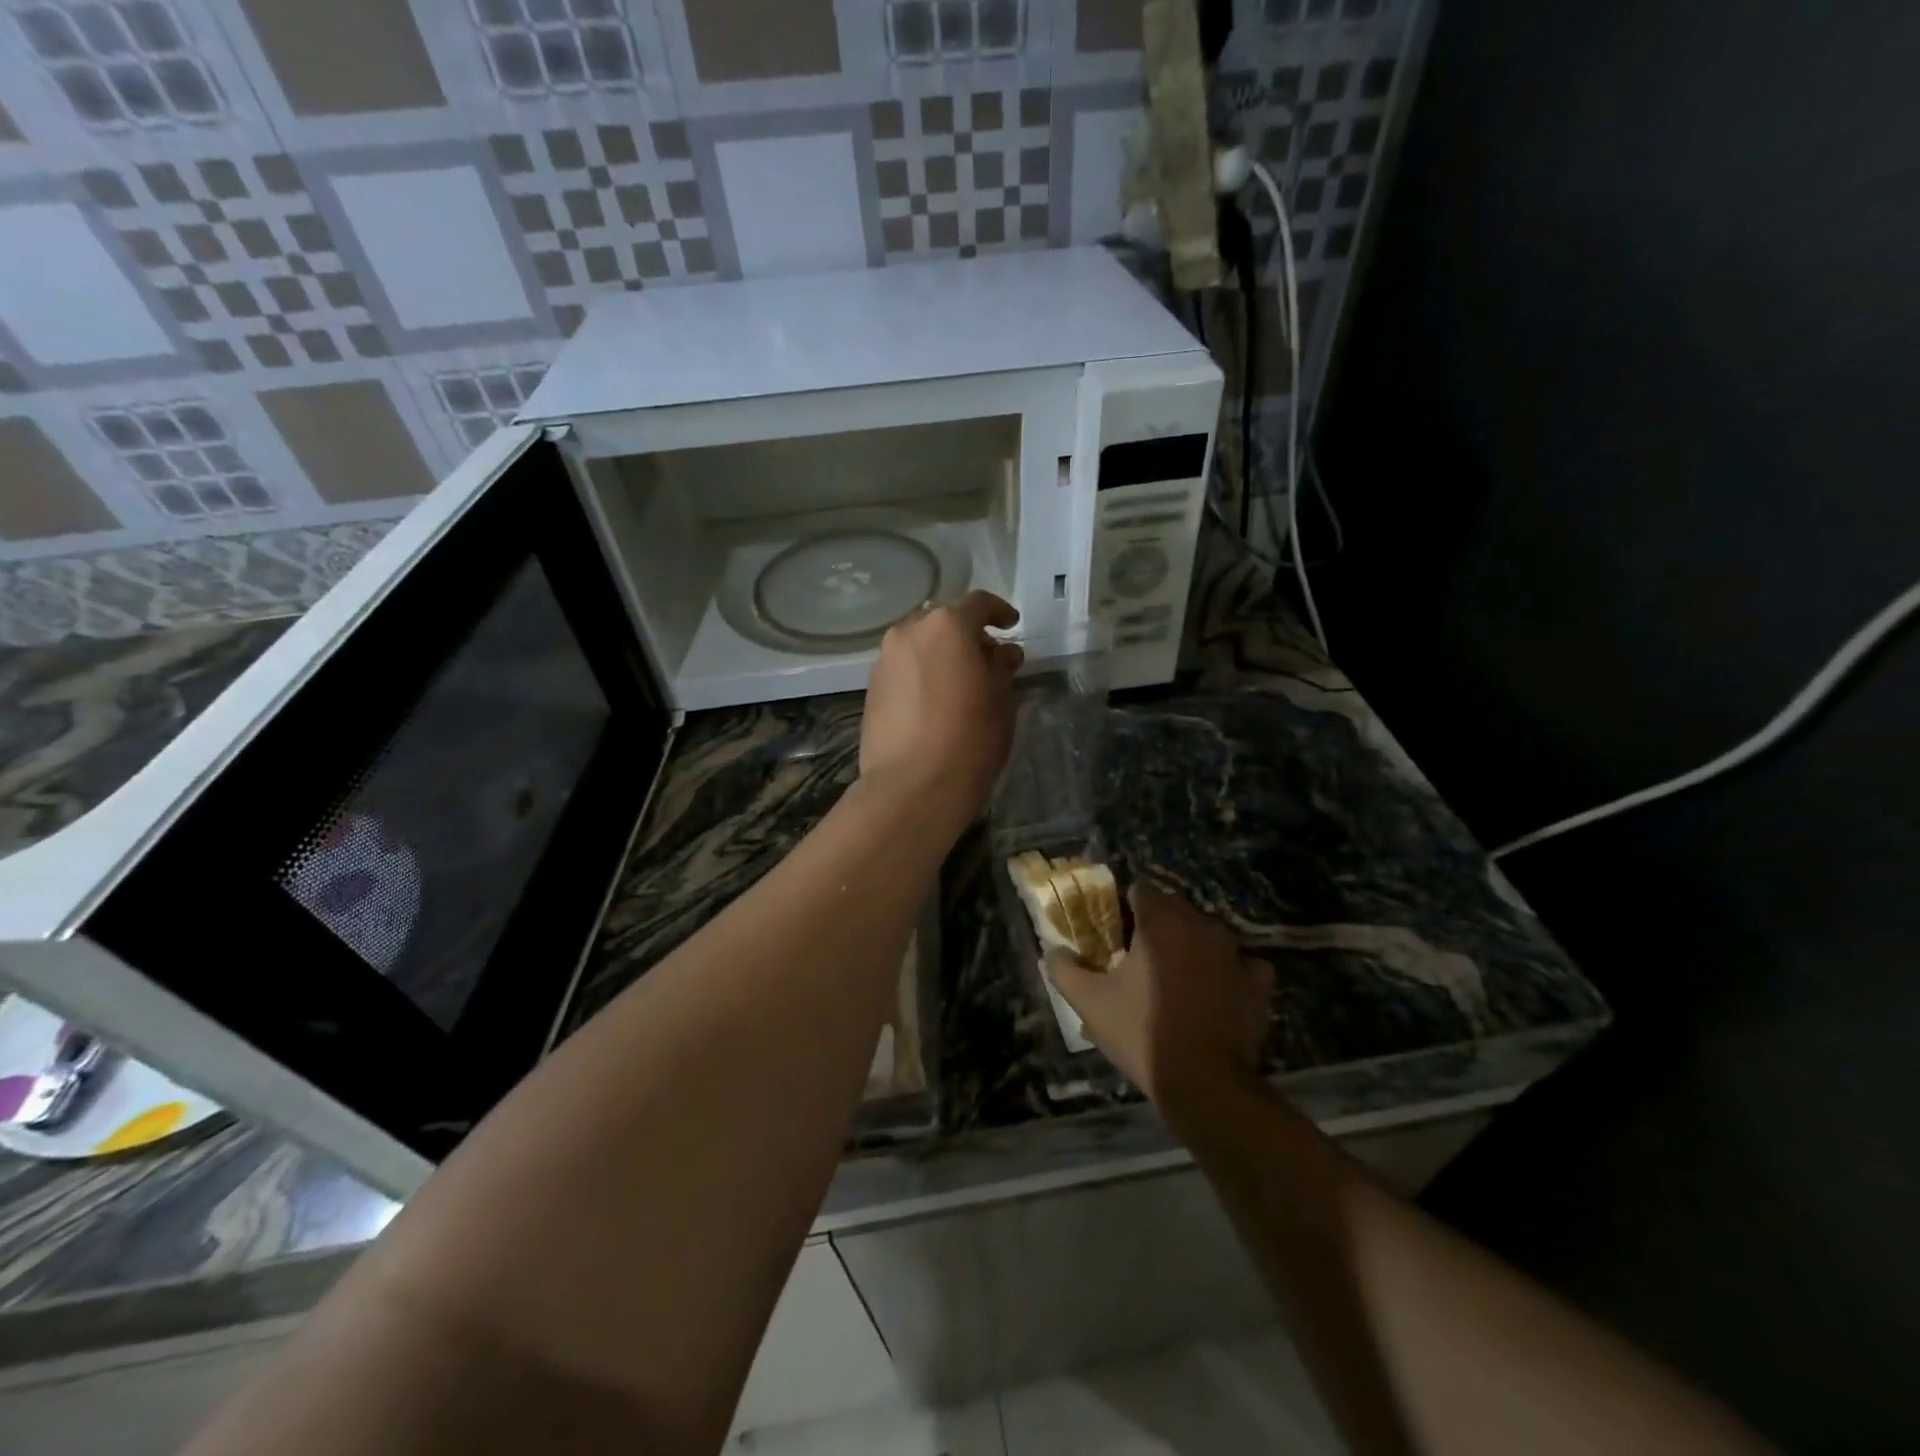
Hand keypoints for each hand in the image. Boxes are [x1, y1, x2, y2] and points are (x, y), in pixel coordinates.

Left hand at [859, 590, 1023, 831]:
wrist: (912, 787)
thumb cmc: (970, 739)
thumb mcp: (1001, 700)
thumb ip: (1001, 667)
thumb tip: (1001, 653)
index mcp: (947, 626)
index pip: (978, 604)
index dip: (999, 612)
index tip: (1011, 625)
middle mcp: (909, 632)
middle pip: (943, 622)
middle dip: (966, 635)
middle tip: (987, 660)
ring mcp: (884, 660)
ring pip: (919, 645)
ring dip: (940, 655)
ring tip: (960, 683)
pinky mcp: (870, 689)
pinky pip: (903, 668)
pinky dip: (921, 674)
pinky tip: (934, 701)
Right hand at [1046, 884, 1272, 1108]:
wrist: (1204, 1083)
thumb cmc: (1141, 1032)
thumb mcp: (1089, 1003)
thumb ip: (1065, 970)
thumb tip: (1051, 952)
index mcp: (1160, 922)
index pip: (1141, 890)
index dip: (1124, 906)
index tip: (1114, 931)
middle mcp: (1201, 925)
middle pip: (1174, 909)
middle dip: (1156, 926)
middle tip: (1136, 958)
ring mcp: (1235, 953)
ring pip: (1206, 934)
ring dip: (1190, 946)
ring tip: (1173, 979)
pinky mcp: (1258, 982)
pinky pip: (1241, 964)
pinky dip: (1227, 971)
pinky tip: (1216, 991)